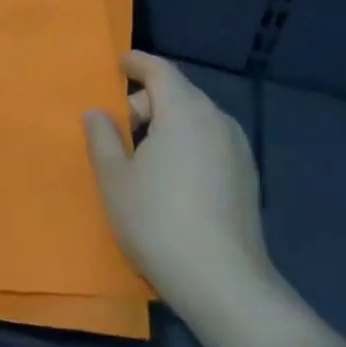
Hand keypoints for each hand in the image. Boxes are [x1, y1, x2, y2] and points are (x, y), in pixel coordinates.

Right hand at [84, 52, 274, 322]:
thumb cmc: (157, 220)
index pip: (160, 70)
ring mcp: (238, 150)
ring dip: (167, 124)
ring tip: (141, 155)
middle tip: (117, 127)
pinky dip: (186, 144)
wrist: (223, 282)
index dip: (137, 63)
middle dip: (146, 101)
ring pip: (195, 120)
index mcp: (184, 111)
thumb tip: (97, 112)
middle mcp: (217, 121)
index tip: (118, 64)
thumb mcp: (114, 178)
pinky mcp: (247, 178)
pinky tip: (170, 178)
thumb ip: (102, 137)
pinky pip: (209, 142)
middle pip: (178, 93)